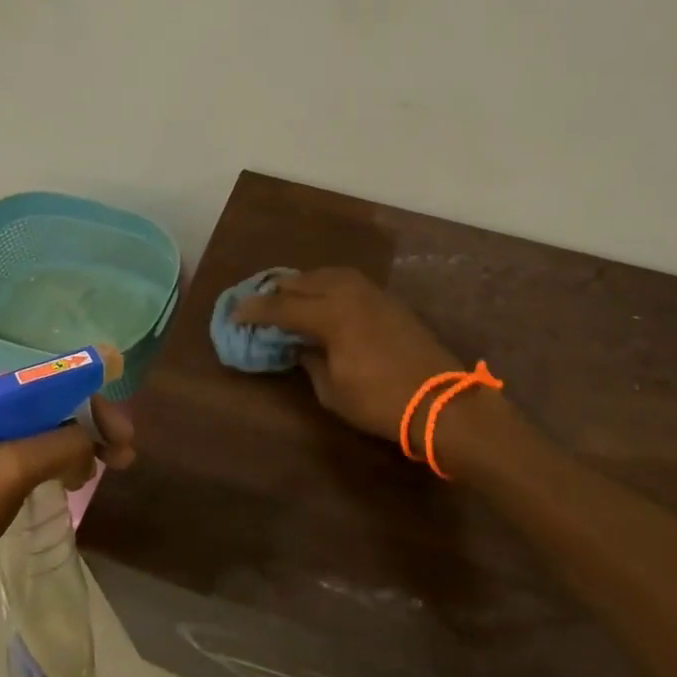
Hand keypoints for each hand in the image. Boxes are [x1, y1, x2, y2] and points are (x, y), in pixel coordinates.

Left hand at [0, 377, 136, 615]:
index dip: (93, 405)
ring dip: (78, 447)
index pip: (52, 384)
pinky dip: (57, 463)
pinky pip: (30, 454)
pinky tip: (74, 479)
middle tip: (124, 455)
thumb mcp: (13, 468)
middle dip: (90, 428)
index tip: (123, 433)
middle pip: (51, 407)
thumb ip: (62, 444)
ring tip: (106, 470)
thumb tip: (93, 442)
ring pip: (44, 432)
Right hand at [233, 267, 461, 442]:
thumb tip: (299, 346)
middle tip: (259, 304)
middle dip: (276, 291)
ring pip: (328, 274)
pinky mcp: (388, 301)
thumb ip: (310, 361)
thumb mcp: (333, 390)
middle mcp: (348, 293)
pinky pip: (348, 281)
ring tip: (289, 296)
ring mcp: (372, 293)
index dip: (254, 310)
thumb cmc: (381, 402)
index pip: (281, 306)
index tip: (235, 314)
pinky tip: (323, 298)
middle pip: (303, 282)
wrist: (442, 401)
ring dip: (304, 283)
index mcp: (330, 314)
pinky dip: (328, 285)